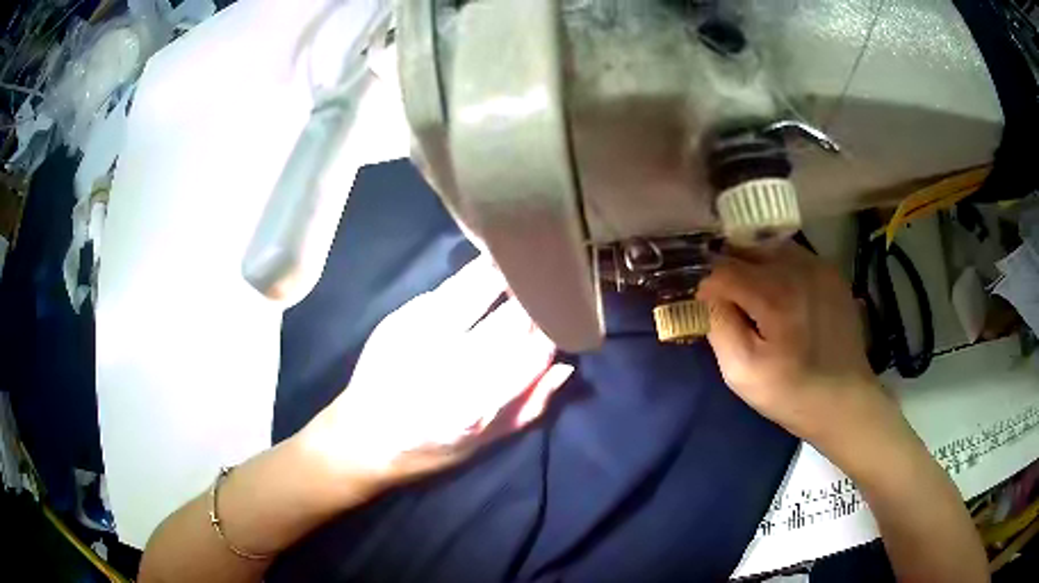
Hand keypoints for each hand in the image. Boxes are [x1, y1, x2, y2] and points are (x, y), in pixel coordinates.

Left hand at [299, 256, 572, 490]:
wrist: (362, 437)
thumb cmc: (429, 449)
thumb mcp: (485, 444)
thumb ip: (529, 407)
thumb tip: (564, 367)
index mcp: (476, 405)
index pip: (532, 353)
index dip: (553, 331)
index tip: (564, 318)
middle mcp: (449, 367)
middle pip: (508, 319)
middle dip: (534, 299)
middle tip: (548, 283)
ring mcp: (419, 337)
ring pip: (475, 290)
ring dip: (504, 274)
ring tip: (520, 263)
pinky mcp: (397, 320)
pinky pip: (444, 291)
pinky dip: (468, 280)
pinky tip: (481, 271)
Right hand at [696, 242, 892, 443]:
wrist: (845, 401)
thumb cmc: (790, 393)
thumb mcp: (741, 372)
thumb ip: (718, 326)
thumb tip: (707, 295)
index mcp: (774, 294)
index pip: (723, 268)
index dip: (706, 285)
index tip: (704, 307)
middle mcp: (797, 268)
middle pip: (746, 248)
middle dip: (729, 270)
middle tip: (726, 300)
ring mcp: (819, 267)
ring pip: (771, 248)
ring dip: (754, 265)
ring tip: (754, 296)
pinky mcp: (832, 273)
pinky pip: (795, 256)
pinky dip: (779, 268)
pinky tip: (783, 297)